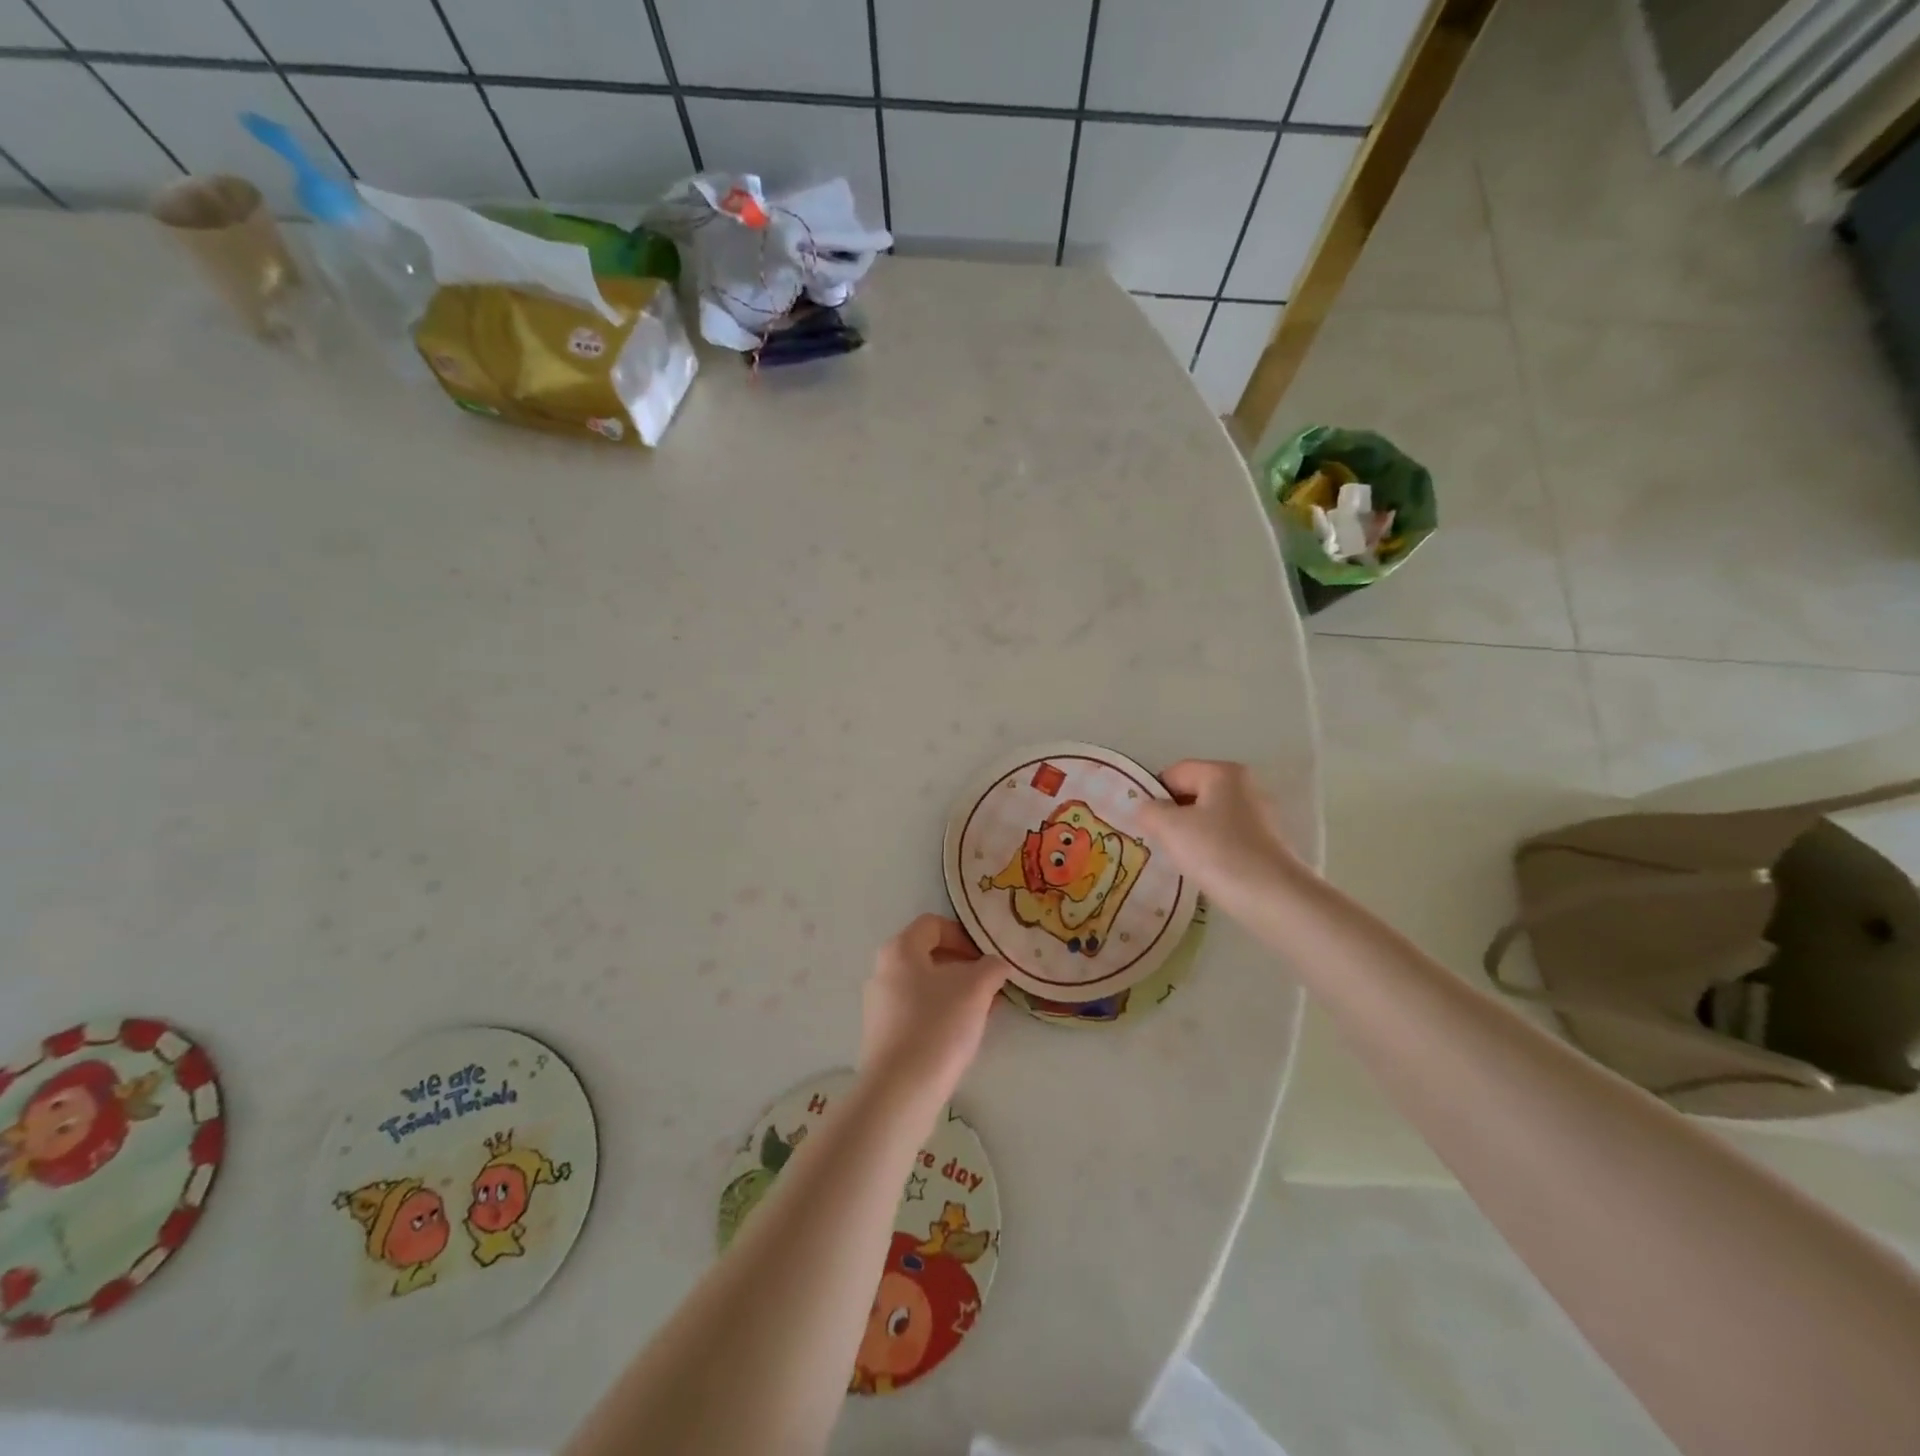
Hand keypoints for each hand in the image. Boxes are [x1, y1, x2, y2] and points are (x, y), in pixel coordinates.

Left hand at [860, 915, 1009, 1101]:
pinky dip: (941, 1015)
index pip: (933, 925)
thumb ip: (991, 968)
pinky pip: (917, 1013)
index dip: (963, 935)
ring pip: (925, 987)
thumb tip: (996, 964)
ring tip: (983, 1012)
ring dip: (955, 993)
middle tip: (990, 985)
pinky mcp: (883, 1036)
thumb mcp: (976, 989)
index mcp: (900, 950)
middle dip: (963, 967)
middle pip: (928, 956)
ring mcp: (879, 1006)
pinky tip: (962, 1035)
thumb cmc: (937, 1026)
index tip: (986, 958)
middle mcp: (883, 971)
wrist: (900, 1091)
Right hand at [1137, 760, 1305, 909]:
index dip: (1153, 795)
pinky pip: (1226, 837)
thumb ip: (1149, 811)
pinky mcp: (1267, 843)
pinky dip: (1211, 849)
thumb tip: (1146, 809)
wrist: (1274, 898)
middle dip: (1172, 815)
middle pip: (1193, 793)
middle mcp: (1245, 786)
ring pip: (1209, 817)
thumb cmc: (1218, 852)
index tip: (1144, 823)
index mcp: (1223, 772)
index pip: (1175, 773)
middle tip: (1157, 841)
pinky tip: (1206, 869)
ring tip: (1180, 859)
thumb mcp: (1170, 827)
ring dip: (1190, 835)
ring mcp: (1260, 815)